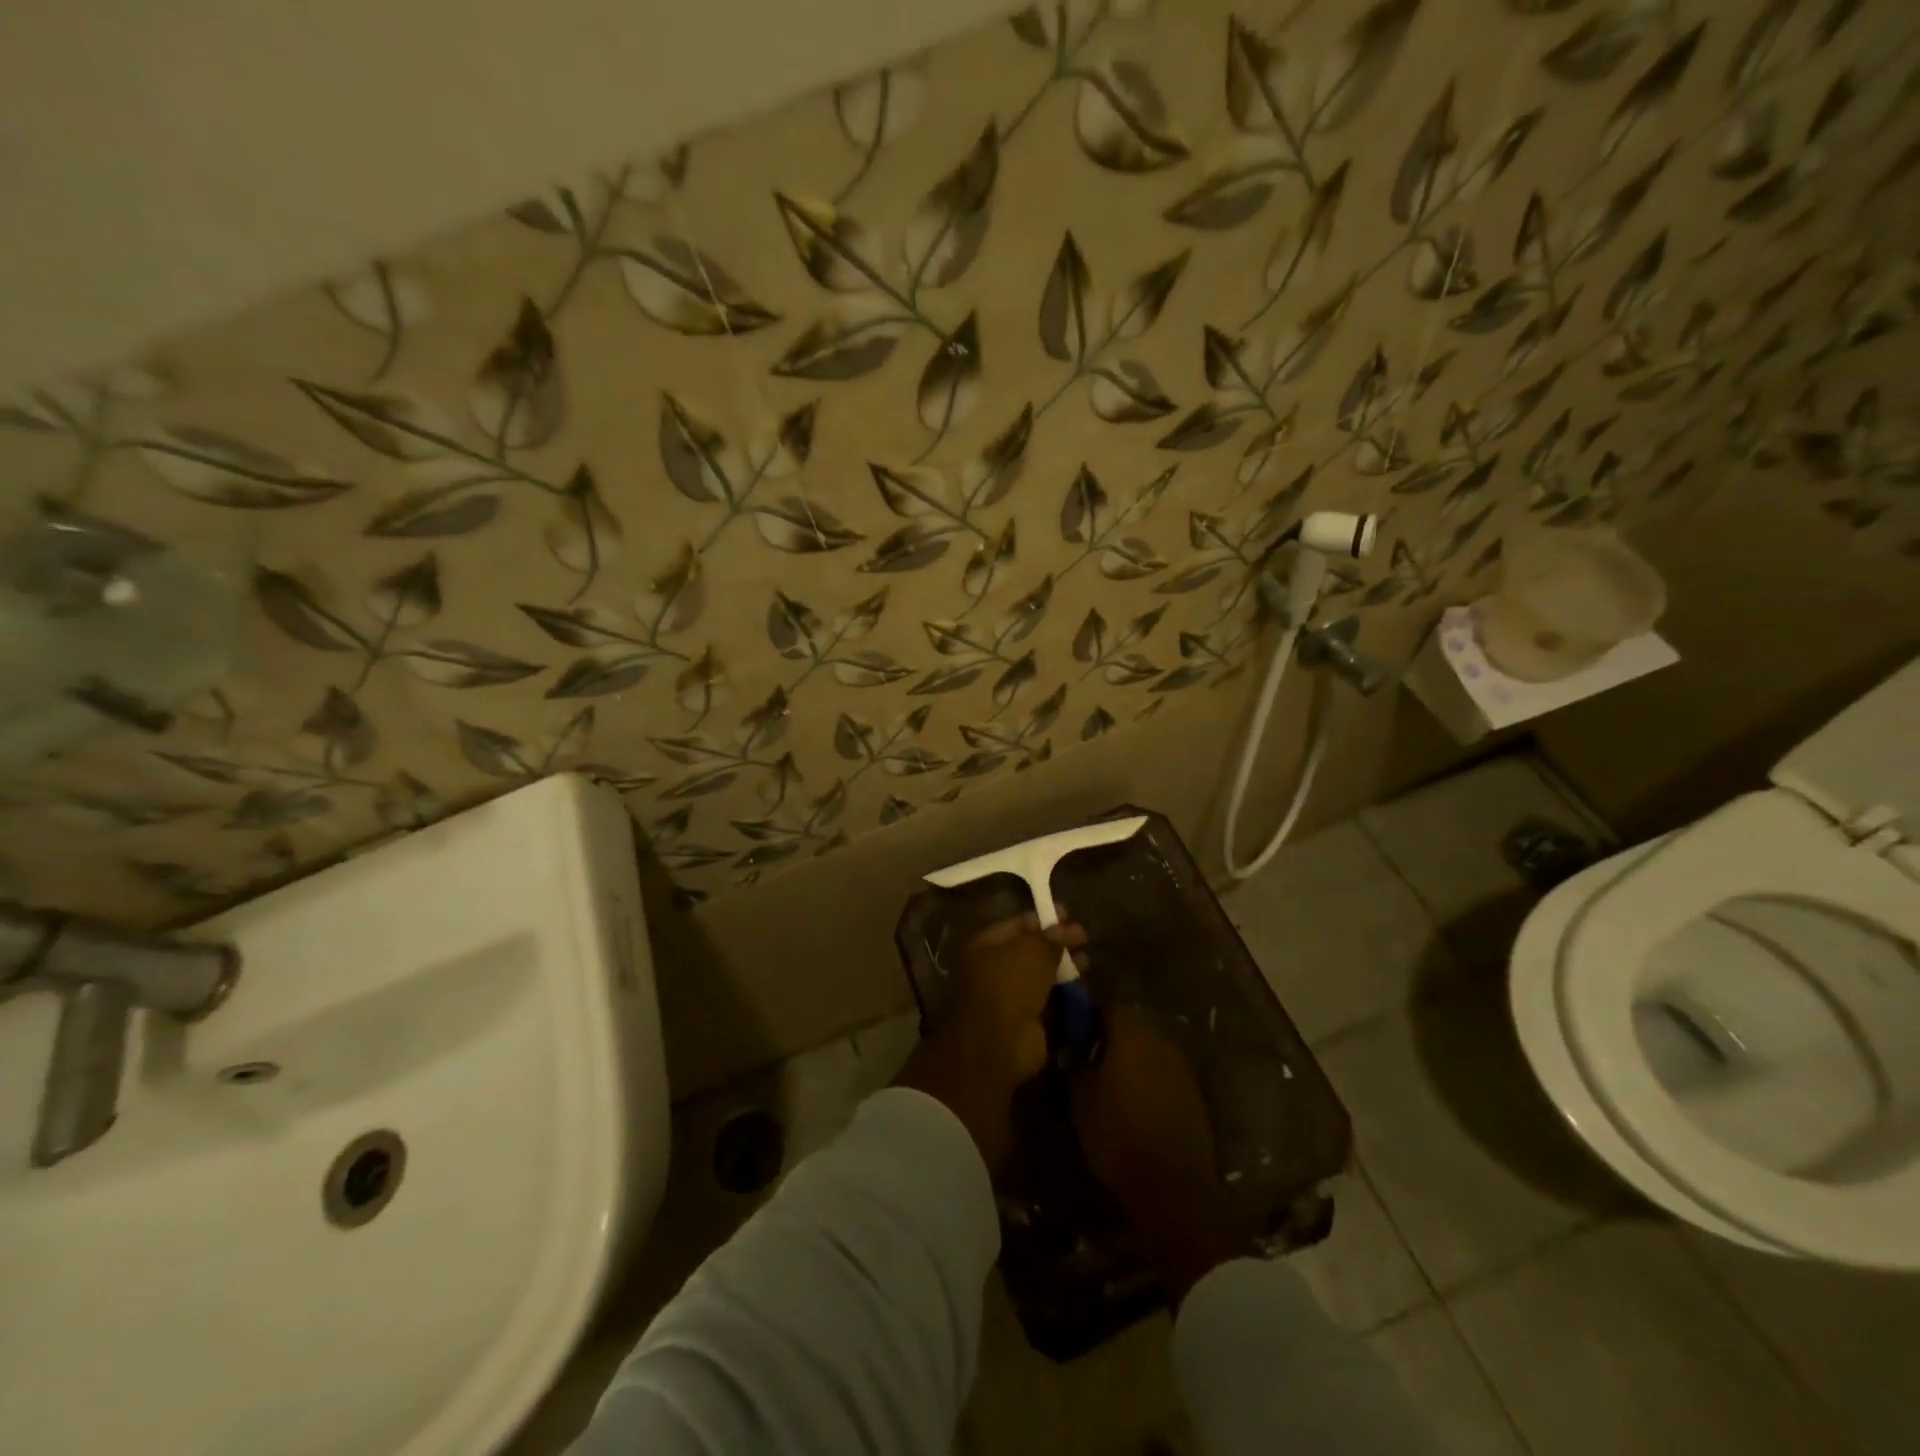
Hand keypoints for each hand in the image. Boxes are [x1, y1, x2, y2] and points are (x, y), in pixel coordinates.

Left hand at [896, 913, 1087, 1174]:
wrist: (1000, 1042)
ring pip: (1039, 974)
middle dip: (1057, 942)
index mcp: (985, 945)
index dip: (1043, 918)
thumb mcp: (1032, 951)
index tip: (1068, 914)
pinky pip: (1047, 998)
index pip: (1017, 924)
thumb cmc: (1009, 984)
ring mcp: (1009, 995)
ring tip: (1087, 959)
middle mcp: (993, 968)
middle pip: (1029, 949)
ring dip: (1063, 966)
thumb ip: (1049, 938)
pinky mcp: (1025, 1020)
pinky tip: (1082, 984)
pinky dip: (1063, 991)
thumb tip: (1063, 928)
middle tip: (1084, 936)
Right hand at [1070, 1006, 1244, 1300]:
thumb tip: (1074, 1045)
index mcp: (1131, 1034)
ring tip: (1110, 1079)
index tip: (1074, 1029)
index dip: (1090, 1014)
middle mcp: (1160, 1040)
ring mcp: (1181, 1066)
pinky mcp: (1193, 1092)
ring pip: (1150, 1047)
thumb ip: (1077, 1062)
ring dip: (1132, 1056)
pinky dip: (1149, 1077)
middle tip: (1090, 1054)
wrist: (1172, 1186)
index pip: (1109, 1005)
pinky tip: (1134, 1099)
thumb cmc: (1117, 1135)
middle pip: (1133, 1023)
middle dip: (1112, 1034)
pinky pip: (1164, 1071)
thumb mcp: (1081, 1098)